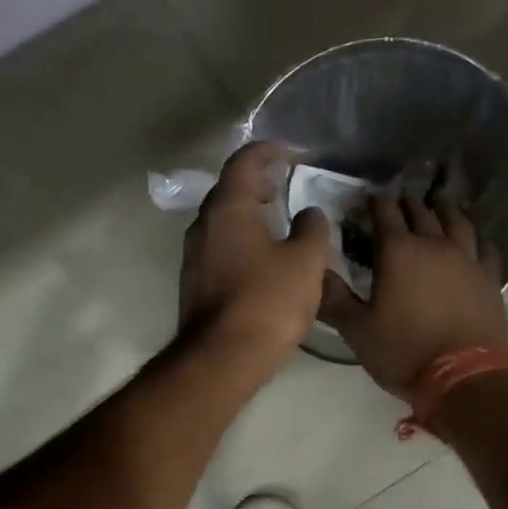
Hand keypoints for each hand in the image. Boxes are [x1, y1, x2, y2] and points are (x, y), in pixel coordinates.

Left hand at [179, 142, 331, 361]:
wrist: (222, 358)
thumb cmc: (267, 302)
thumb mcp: (305, 262)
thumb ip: (312, 229)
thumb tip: (309, 213)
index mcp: (228, 209)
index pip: (243, 163)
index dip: (265, 151)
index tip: (285, 150)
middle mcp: (204, 225)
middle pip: (228, 189)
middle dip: (255, 180)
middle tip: (282, 181)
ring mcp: (194, 255)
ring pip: (222, 219)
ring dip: (247, 210)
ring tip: (275, 215)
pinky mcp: (195, 281)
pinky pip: (219, 244)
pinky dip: (240, 236)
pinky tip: (262, 253)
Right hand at [320, 194, 507, 396]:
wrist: (465, 377)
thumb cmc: (404, 351)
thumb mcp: (357, 330)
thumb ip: (334, 299)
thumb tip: (315, 272)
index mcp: (398, 252)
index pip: (384, 212)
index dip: (374, 201)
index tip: (367, 198)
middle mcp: (433, 245)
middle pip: (420, 211)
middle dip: (407, 203)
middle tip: (399, 200)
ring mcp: (467, 258)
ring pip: (456, 221)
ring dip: (444, 209)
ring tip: (439, 203)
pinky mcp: (490, 277)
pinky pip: (485, 247)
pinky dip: (477, 238)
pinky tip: (476, 240)